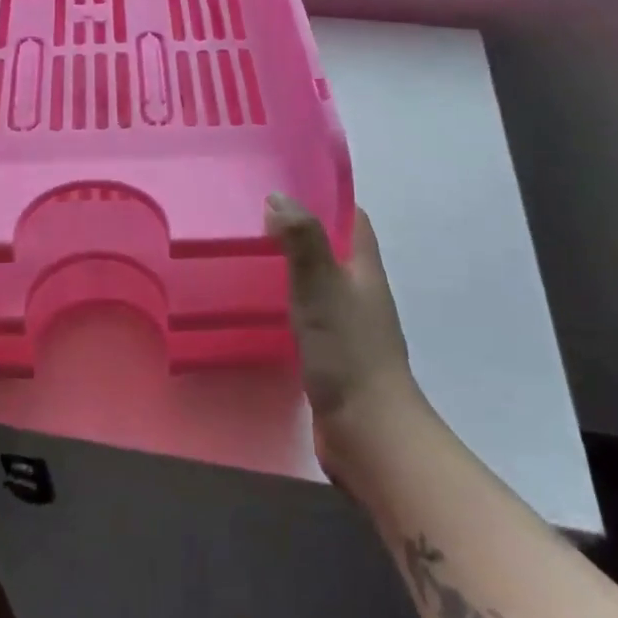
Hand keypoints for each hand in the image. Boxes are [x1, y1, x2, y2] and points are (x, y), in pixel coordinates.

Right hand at [266, 194, 425, 493]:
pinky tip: (260, 306)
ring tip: (249, 255)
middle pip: (334, 249)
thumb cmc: (347, 351)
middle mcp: (361, 293)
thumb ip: (302, 240)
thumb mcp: (320, 286)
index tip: (288, 185)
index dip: (327, 199)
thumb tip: (278, 197)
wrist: (368, 432)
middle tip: (255, 218)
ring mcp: (349, 326)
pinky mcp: (333, 354)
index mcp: (365, 270)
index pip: (353, 220)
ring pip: (320, 282)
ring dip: (293, 267)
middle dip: (302, 231)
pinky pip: (309, 314)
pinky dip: (288, 302)